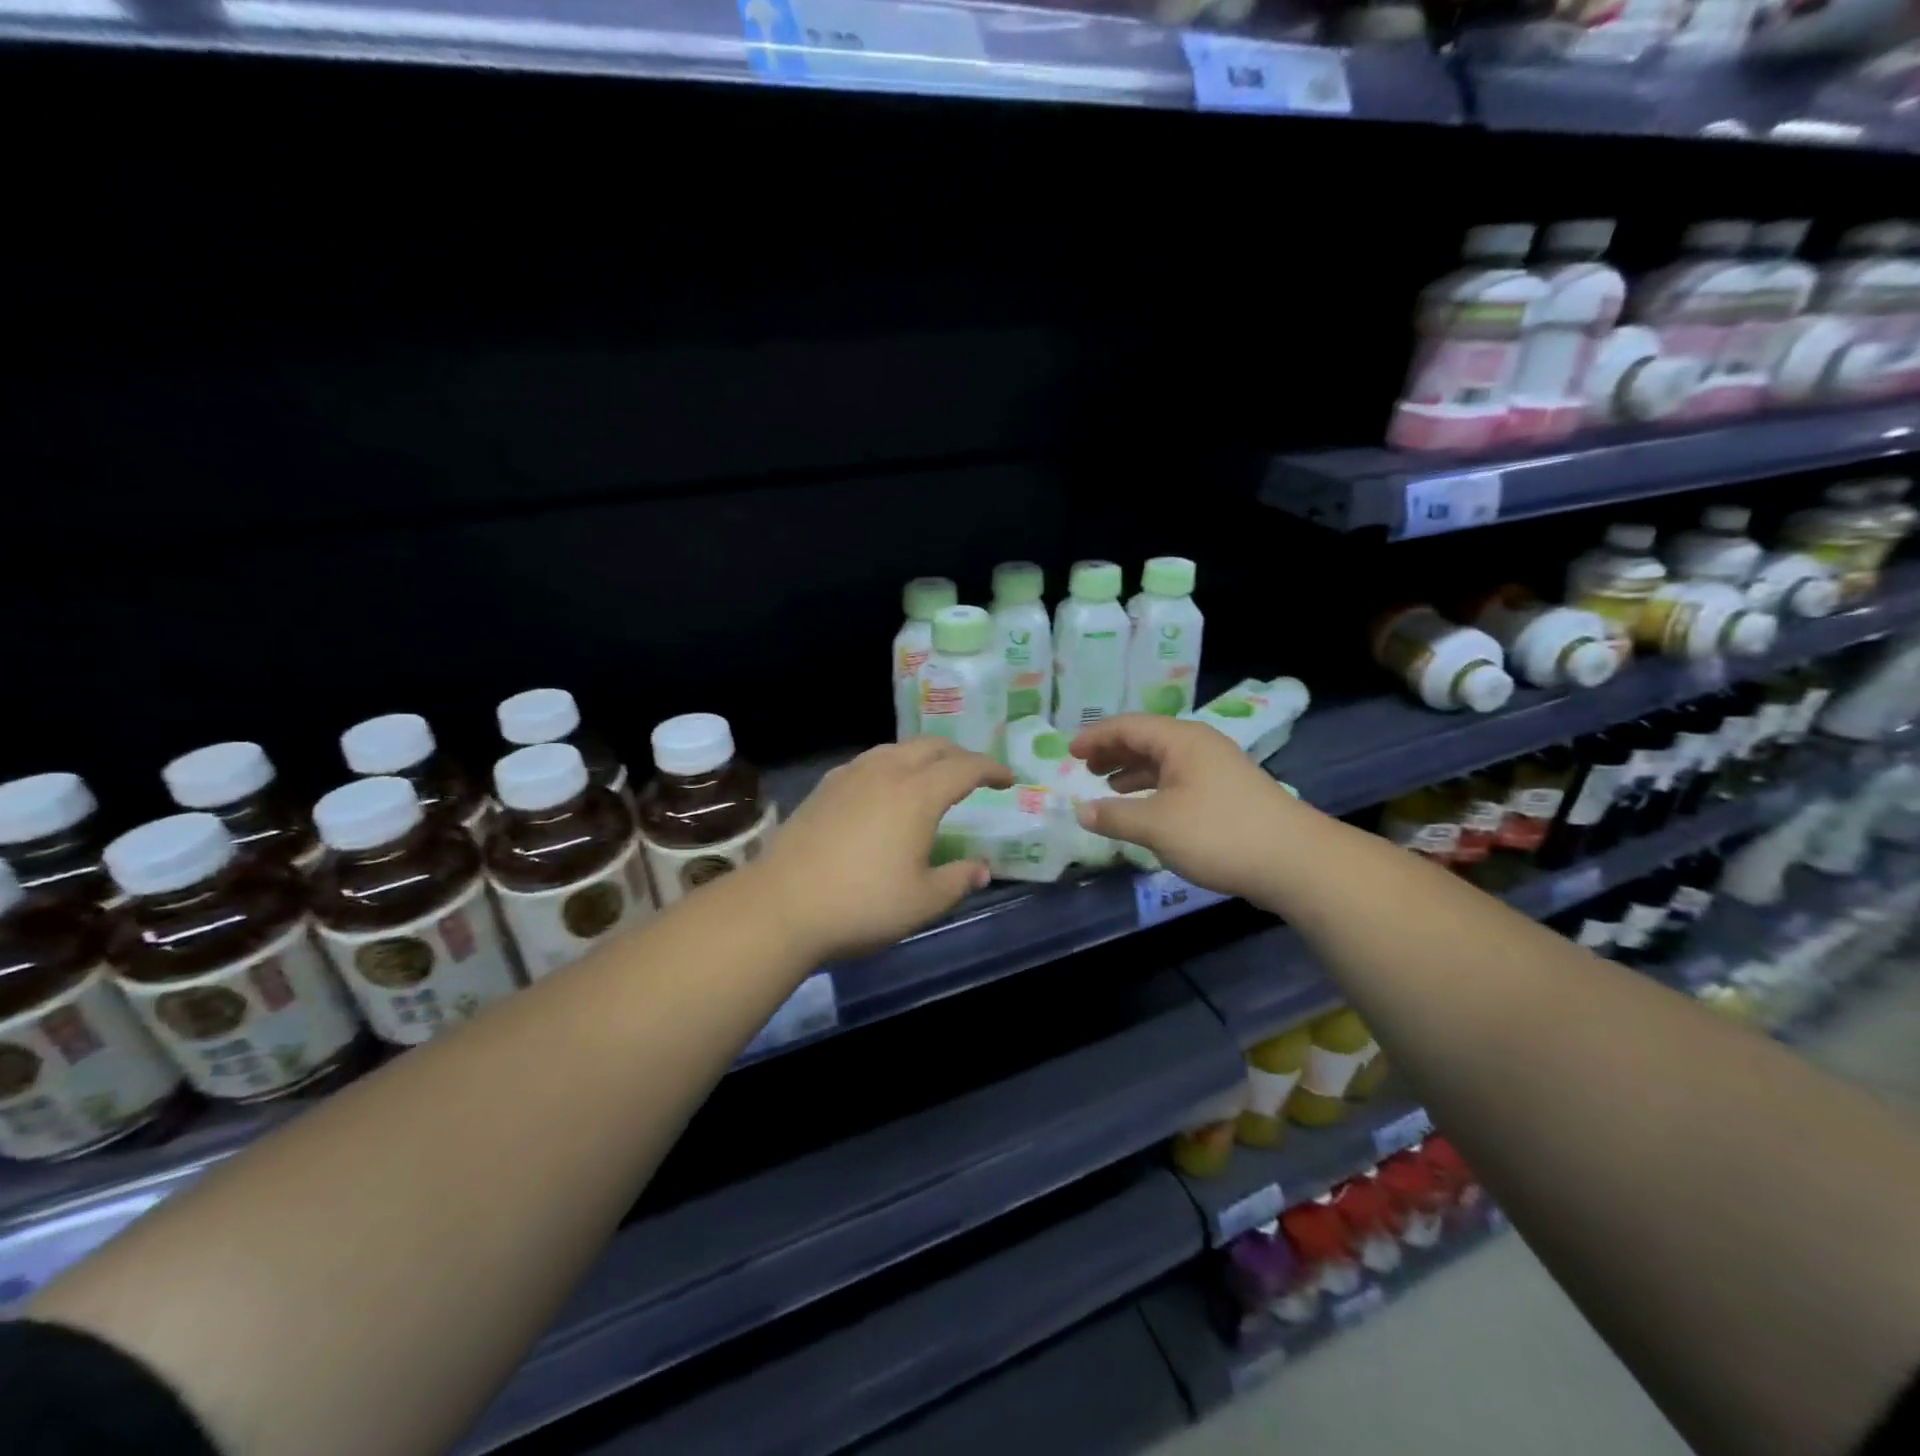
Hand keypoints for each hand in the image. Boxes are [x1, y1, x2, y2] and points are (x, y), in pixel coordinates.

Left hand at [754, 738, 1013, 962]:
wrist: (781, 905)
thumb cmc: (862, 904)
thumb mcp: (922, 902)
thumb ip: (958, 880)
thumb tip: (981, 869)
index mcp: (917, 794)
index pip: (965, 767)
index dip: (991, 769)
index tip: (1008, 779)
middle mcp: (886, 772)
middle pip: (931, 747)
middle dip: (959, 755)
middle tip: (975, 774)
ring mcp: (850, 776)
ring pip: (896, 749)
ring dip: (923, 756)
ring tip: (932, 776)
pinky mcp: (824, 788)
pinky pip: (869, 762)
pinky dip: (892, 765)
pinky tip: (885, 789)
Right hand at [1070, 714, 1305, 901]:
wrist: (1295, 862)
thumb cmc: (1219, 834)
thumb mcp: (1157, 826)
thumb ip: (1114, 816)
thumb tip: (1080, 810)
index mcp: (1181, 741)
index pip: (1128, 726)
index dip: (1095, 737)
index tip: (1069, 752)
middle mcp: (1199, 746)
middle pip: (1146, 738)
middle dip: (1113, 751)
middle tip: (1085, 767)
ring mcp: (1217, 769)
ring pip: (1164, 760)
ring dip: (1132, 770)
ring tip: (1107, 785)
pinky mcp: (1227, 793)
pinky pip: (1178, 779)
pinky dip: (1153, 788)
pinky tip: (1144, 808)